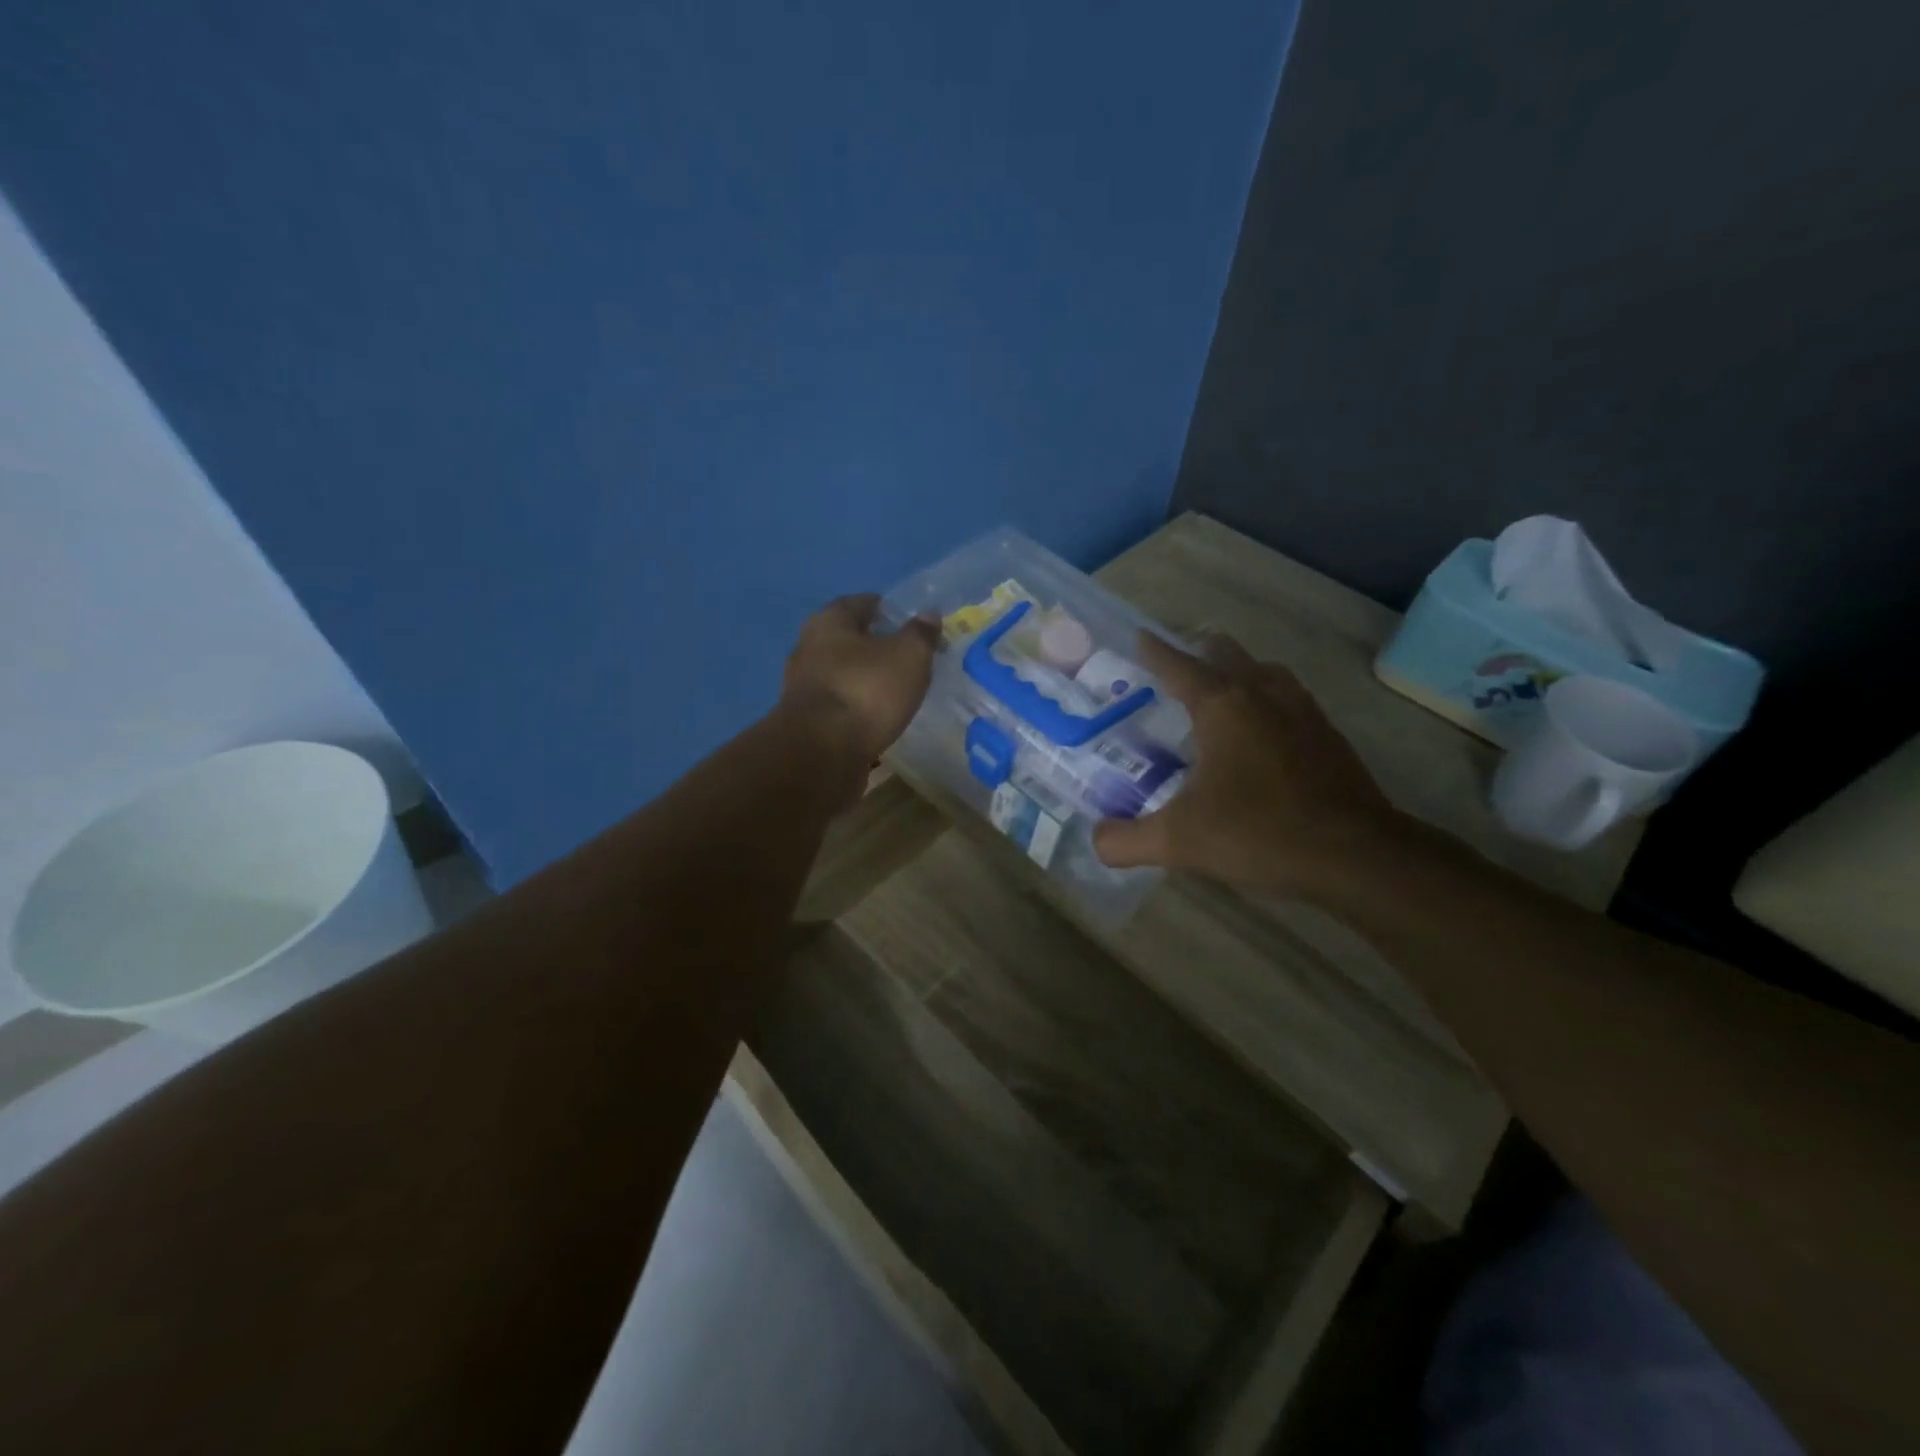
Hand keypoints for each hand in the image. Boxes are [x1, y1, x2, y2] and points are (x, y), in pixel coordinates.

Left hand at [782, 594, 939, 765]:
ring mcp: (802, 687)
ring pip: (842, 674)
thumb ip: (920, 634)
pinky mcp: (805, 722)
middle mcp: (808, 648)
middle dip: (876, 646)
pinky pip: (839, 705)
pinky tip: (877, 718)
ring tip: (897, 690)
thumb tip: (928, 615)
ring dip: (865, 679)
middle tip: (908, 657)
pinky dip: (857, 707)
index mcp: (828, 622)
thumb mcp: (908, 656)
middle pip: (848, 639)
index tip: (912, 623)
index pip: (861, 603)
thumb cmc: (866, 691)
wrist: (822, 753)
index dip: (888, 610)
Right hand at [1092, 633, 1399, 896]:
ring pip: (1266, 672)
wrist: (1356, 856)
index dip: (1156, 652)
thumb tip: (1096, 840)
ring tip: (1222, 690)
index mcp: (1223, 707)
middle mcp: (1263, 696)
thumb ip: (1127, 840)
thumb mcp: (1179, 841)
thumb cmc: (1259, 833)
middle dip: (1199, 654)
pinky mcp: (1328, 736)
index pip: (1179, 667)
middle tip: (1177, 668)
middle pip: (1227, 655)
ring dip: (1240, 672)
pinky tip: (1265, 730)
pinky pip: (1291, 698)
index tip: (1140, 636)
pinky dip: (1269, 699)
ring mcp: (1303, 713)